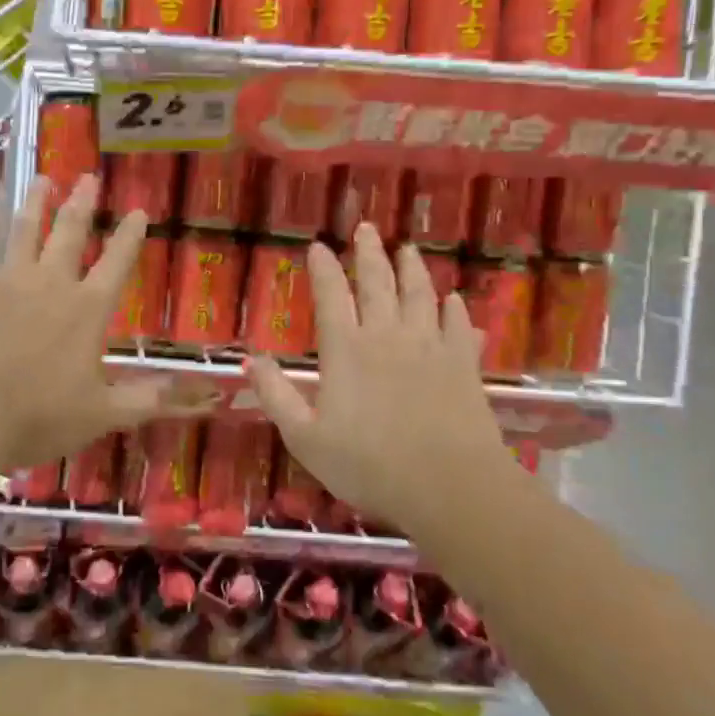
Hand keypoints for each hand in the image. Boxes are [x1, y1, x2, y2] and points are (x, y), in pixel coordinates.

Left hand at [0, 174, 197, 475]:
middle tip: (88, 178)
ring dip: (37, 200)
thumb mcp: (102, 415)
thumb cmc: (36, 419)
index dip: (130, 236)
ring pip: (26, 227)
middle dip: (82, 203)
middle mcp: (51, 282)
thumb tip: (201, 395)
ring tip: (45, 178)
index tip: (138, 211)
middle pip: (70, 232)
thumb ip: (148, 399)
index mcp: (87, 310)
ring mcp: (8, 278)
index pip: (117, 263)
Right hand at [246, 223, 506, 525]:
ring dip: (412, 269)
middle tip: (366, 227)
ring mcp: (429, 346)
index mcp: (346, 350)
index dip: (322, 268)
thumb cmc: (369, 466)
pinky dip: (455, 308)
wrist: (451, 488)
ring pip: (420, 294)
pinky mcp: (463, 365)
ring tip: (408, 249)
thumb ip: (276, 396)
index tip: (317, 246)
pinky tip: (455, 299)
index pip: (330, 296)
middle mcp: (387, 336)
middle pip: (377, 283)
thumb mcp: (305, 438)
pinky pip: (458, 325)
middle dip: (369, 253)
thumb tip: (251, 359)